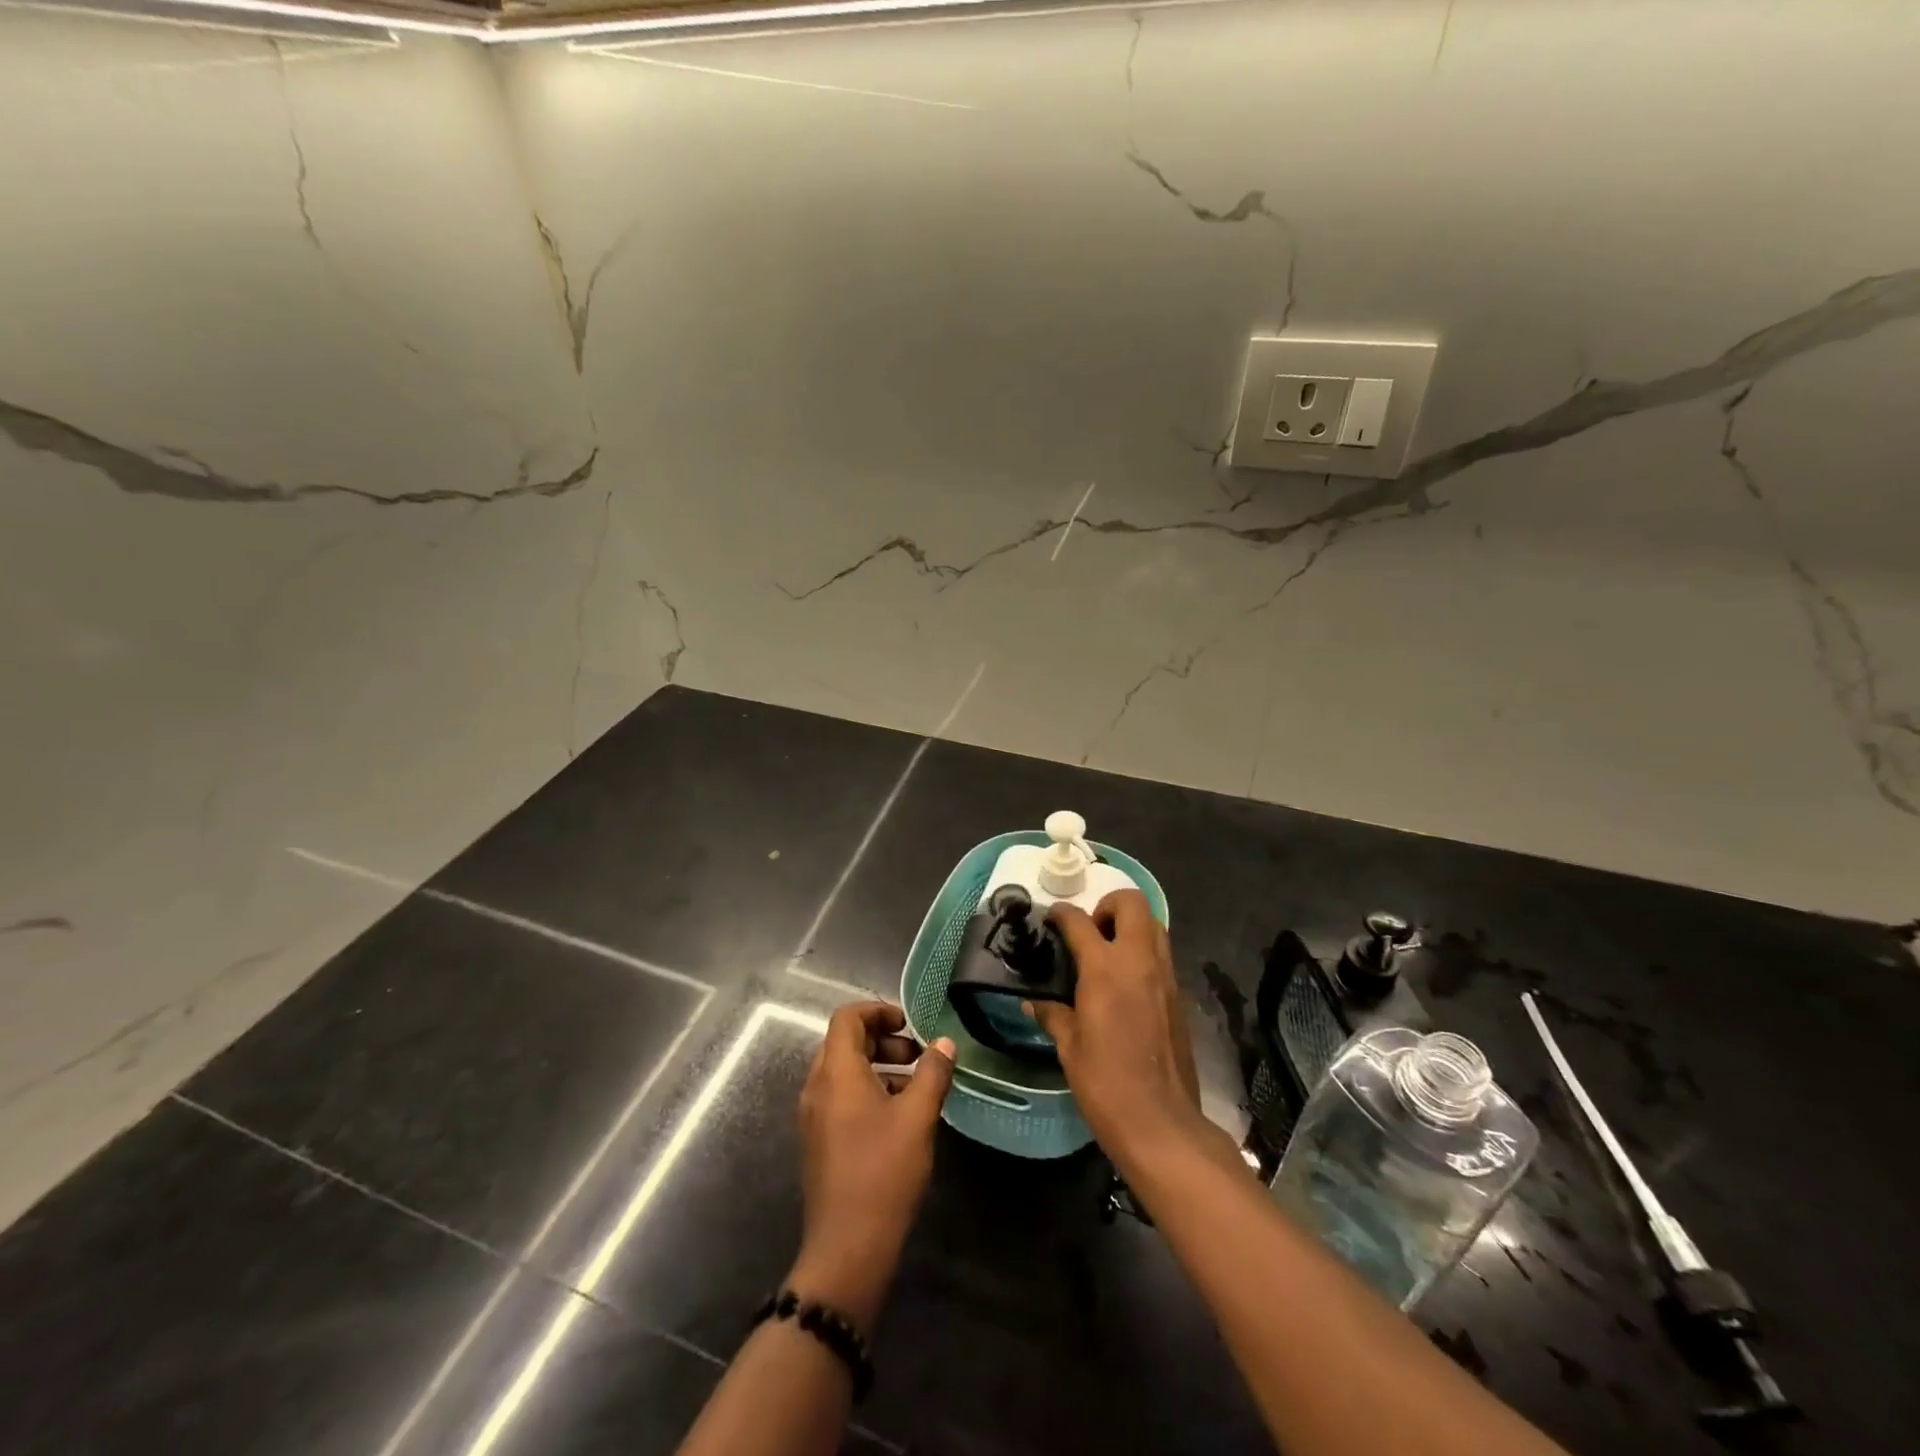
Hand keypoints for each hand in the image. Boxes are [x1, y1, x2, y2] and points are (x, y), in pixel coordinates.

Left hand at [791, 1002, 954, 1330]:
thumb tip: (944, 1044)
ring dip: (877, 1066)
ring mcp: (813, 1116)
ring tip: (915, 1085)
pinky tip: (898, 1116)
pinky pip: (840, 1097)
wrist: (847, 1248)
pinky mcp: (818, 1141)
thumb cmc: (883, 1172)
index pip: (847, 1018)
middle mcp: (817, 1087)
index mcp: (836, 1072)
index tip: (909, 1024)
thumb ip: (932, 1073)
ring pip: (843, 1071)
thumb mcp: (917, 1117)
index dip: (878, 1011)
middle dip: (883, 1040)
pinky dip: (867, 1090)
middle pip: (844, 1042)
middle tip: (918, 1055)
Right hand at [1028, 890, 1213, 1177]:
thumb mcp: (1069, 1048)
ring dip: (1130, 925)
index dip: (1060, 914)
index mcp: (1105, 968)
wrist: (1162, 1123)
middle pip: (1130, 903)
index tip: (1050, 919)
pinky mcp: (1179, 995)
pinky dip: (1143, 952)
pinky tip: (1125, 983)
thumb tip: (1033, 1003)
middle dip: (1107, 904)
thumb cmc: (1106, 1084)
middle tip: (1090, 931)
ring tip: (1107, 953)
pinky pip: (1162, 954)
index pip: (1079, 921)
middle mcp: (1139, 961)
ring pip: (1154, 924)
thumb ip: (1053, 1015)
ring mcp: (1165, 976)